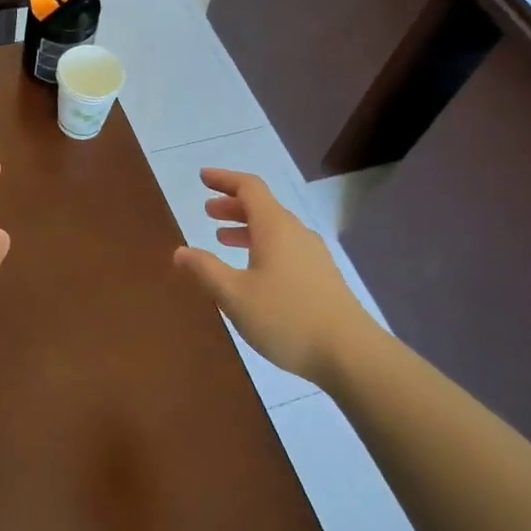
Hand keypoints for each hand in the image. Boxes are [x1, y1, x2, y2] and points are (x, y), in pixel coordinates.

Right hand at [173, 169, 377, 384]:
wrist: (350, 353)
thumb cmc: (286, 317)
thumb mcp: (234, 295)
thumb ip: (206, 270)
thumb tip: (180, 251)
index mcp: (275, 227)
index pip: (249, 188)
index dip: (224, 179)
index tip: (202, 178)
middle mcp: (295, 233)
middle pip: (262, 206)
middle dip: (232, 205)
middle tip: (207, 211)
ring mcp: (312, 254)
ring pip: (274, 228)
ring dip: (246, 227)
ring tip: (222, 238)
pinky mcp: (321, 276)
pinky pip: (285, 246)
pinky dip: (262, 245)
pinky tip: (253, 269)